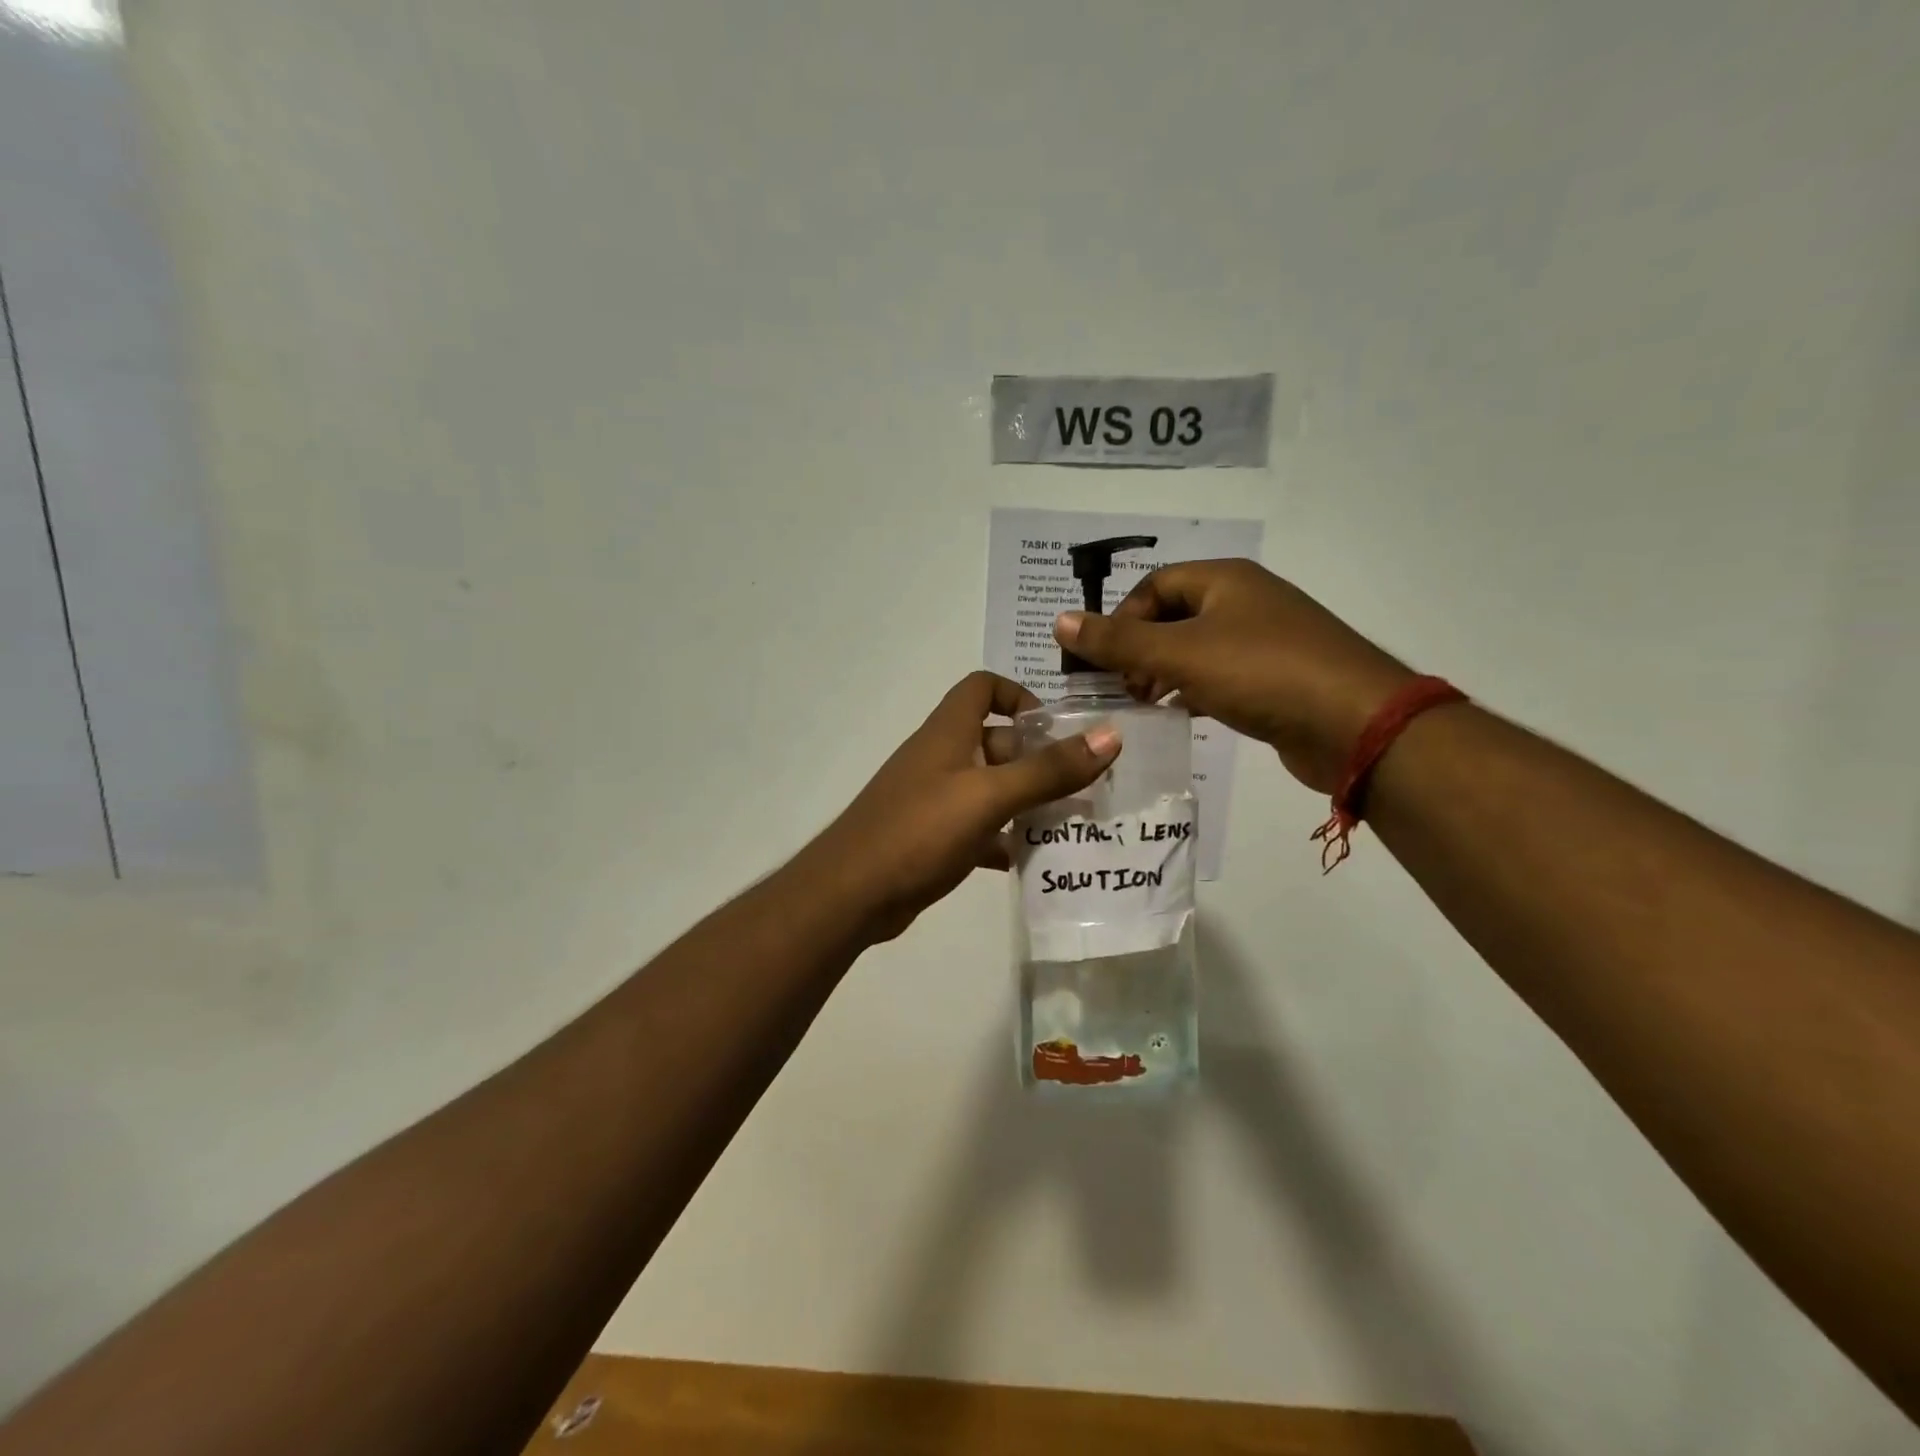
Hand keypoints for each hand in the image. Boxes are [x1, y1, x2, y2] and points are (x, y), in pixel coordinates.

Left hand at [806, 672, 1120, 942]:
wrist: (852, 893)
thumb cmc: (919, 830)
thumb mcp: (989, 796)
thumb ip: (1049, 769)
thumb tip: (1110, 735)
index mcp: (948, 732)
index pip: (982, 687)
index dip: (1018, 696)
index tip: (1054, 728)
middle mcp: (940, 758)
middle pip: (995, 741)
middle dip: (1037, 759)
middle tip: (1083, 786)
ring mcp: (933, 799)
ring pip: (990, 789)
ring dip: (1026, 801)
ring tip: (1072, 823)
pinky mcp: (931, 837)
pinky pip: (978, 828)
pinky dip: (1003, 839)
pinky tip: (1031, 861)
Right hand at [1055, 560, 1412, 793]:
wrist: (1356, 723)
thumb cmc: (1261, 672)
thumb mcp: (1180, 653)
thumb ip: (1117, 641)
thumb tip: (1059, 620)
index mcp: (1225, 580)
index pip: (1154, 586)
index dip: (1122, 618)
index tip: (1104, 660)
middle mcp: (1246, 602)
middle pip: (1175, 616)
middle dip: (1140, 649)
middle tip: (1121, 687)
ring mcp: (1266, 641)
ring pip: (1198, 649)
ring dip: (1165, 673)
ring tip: (1143, 704)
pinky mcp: (1278, 679)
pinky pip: (1222, 677)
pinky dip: (1195, 692)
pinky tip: (1181, 716)